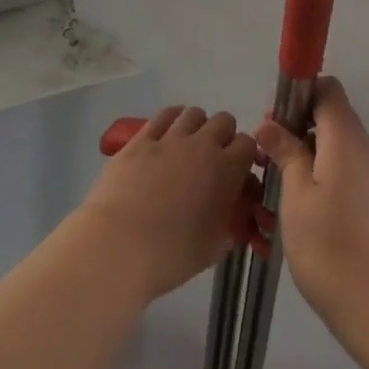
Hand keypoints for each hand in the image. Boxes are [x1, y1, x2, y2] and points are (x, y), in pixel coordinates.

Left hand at [78, 105, 256, 300]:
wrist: (120, 246)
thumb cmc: (173, 254)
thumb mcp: (215, 246)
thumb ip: (229, 225)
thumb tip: (230, 220)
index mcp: (227, 170)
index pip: (248, 144)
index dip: (245, 155)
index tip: (237, 171)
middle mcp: (203, 146)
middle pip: (224, 120)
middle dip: (223, 135)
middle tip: (213, 158)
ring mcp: (170, 139)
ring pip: (193, 113)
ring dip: (197, 126)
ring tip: (188, 145)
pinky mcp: (140, 140)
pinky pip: (162, 116)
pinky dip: (170, 120)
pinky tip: (166, 134)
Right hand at [255, 78, 368, 342]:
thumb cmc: (330, 247)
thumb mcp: (296, 196)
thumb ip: (286, 153)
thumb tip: (270, 124)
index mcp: (345, 138)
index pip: (327, 89)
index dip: (298, 94)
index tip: (271, 122)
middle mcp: (363, 149)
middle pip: (329, 117)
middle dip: (293, 128)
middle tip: (263, 158)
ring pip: (331, 147)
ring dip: (301, 156)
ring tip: (270, 186)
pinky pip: (340, 172)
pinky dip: (315, 178)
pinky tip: (292, 208)